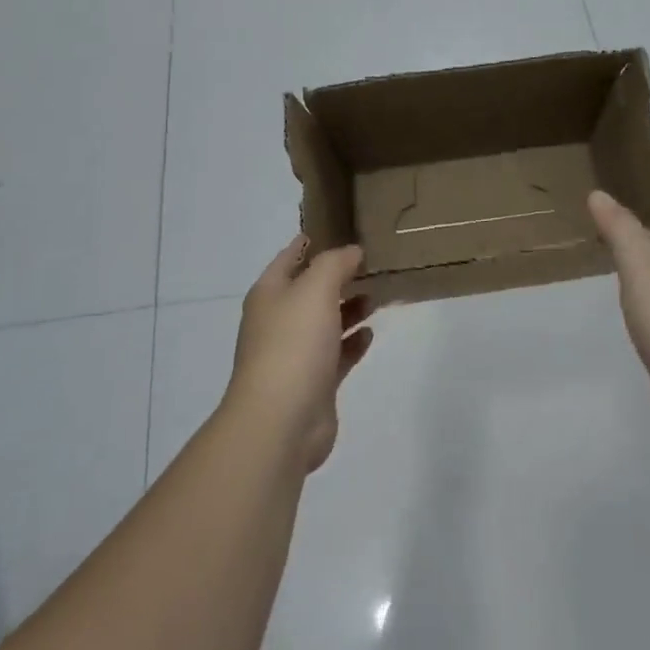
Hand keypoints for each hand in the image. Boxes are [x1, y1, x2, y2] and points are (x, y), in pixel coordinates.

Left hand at [227, 236, 373, 471]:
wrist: (281, 421)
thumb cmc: (293, 344)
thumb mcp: (315, 289)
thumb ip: (335, 263)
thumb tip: (352, 251)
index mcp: (270, 293)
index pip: (291, 256)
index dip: (314, 241)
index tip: (345, 228)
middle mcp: (279, 319)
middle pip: (311, 289)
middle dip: (340, 275)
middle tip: (374, 261)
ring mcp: (296, 353)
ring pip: (326, 320)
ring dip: (350, 307)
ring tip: (379, 292)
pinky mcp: (315, 382)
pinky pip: (337, 353)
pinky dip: (352, 341)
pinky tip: (370, 332)